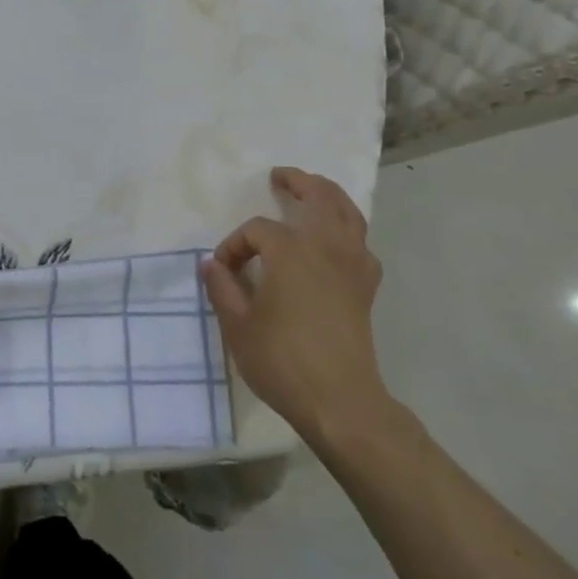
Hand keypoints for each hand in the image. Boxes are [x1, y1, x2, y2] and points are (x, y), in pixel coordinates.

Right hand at [201, 167, 393, 448]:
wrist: (340, 401)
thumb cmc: (282, 360)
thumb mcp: (237, 326)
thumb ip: (222, 289)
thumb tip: (211, 265)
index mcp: (291, 251)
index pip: (257, 230)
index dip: (235, 244)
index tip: (223, 270)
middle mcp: (326, 247)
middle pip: (318, 197)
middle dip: (297, 183)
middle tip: (279, 177)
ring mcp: (353, 264)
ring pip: (348, 212)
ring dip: (329, 195)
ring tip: (313, 191)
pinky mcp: (366, 286)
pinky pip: (361, 241)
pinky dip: (348, 229)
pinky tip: (336, 240)